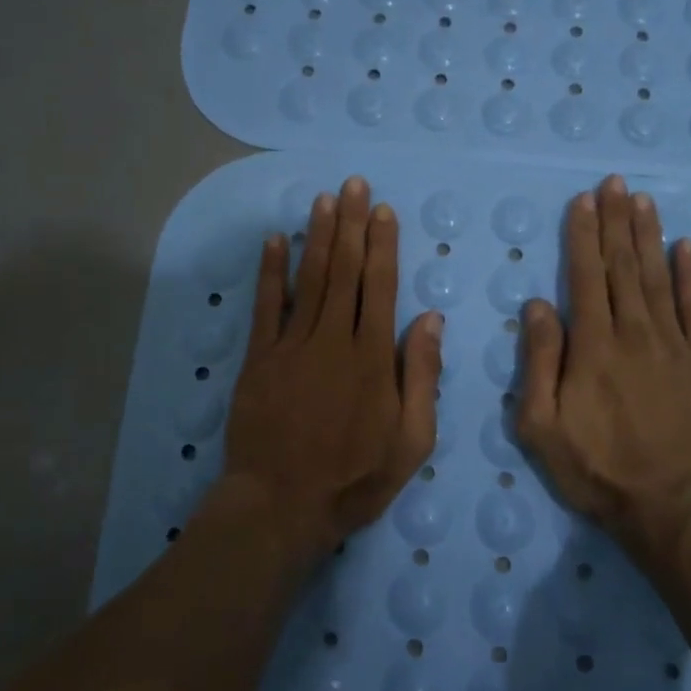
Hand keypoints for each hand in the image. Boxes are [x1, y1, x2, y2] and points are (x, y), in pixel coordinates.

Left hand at [222, 177, 443, 561]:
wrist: (280, 505)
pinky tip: (276, 241)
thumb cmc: (354, 478)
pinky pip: (266, 306)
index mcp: (373, 357)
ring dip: (318, 237)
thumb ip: (422, 376)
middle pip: (346, 271)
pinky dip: (271, 272)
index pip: (381, 287)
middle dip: (351, 225)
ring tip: (324, 200)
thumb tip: (430, 319)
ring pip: (310, 279)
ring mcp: (292, 346)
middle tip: (353, 184)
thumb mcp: (411, 440)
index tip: (382, 211)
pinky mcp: (259, 359)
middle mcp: (334, 339)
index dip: (382, 245)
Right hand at [517, 175, 690, 562]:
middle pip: (623, 266)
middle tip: (614, 182)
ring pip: (658, 277)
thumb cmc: (598, 470)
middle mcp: (634, 333)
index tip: (583, 200)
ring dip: (648, 235)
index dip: (582, 235)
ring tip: (642, 200)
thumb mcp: (542, 427)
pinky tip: (686, 247)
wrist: (674, 509)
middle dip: (615, 221)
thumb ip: (538, 363)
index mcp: (593, 346)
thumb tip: (537, 305)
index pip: (585, 277)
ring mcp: (674, 345)